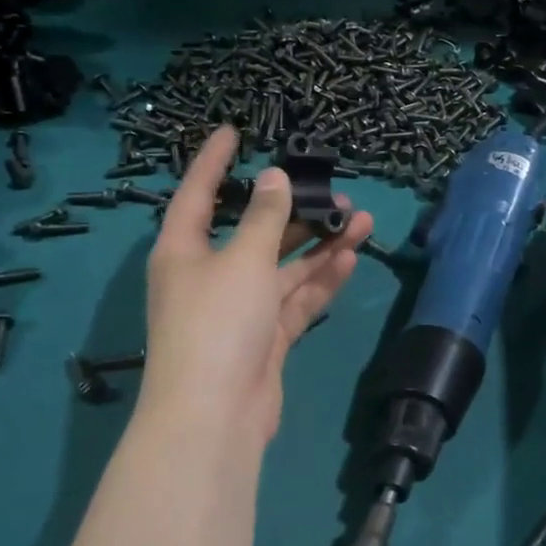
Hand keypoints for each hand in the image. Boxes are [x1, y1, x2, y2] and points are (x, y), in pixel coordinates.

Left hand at [140, 127, 372, 446]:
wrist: (215, 415)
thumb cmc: (217, 323)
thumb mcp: (242, 260)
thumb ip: (263, 218)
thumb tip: (273, 178)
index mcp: (184, 250)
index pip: (198, 193)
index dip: (213, 160)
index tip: (233, 131)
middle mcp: (209, 275)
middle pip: (254, 232)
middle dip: (294, 212)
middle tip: (334, 192)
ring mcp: (239, 310)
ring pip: (283, 267)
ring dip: (319, 245)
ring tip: (361, 220)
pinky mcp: (265, 338)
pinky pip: (294, 299)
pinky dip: (319, 280)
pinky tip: (349, 258)